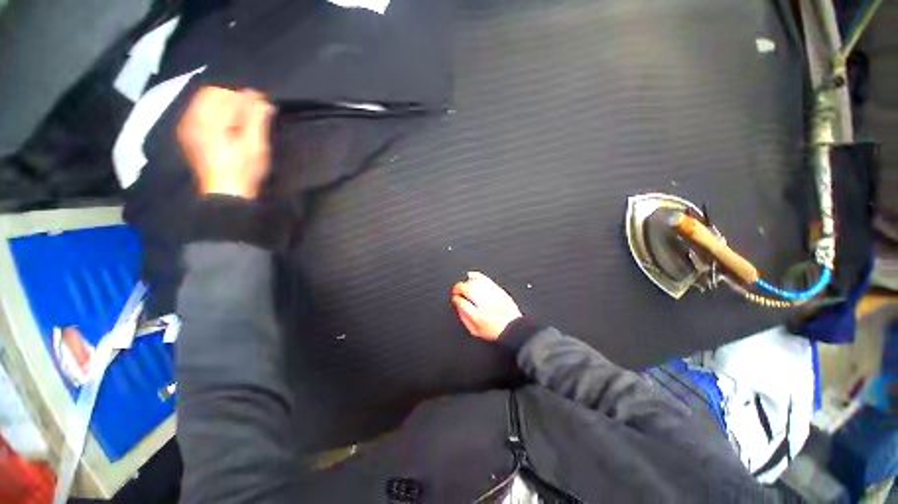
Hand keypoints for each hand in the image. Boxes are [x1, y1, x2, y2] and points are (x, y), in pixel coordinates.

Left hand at [178, 87, 274, 198]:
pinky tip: (227, 126)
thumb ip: (257, 120)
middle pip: (211, 95)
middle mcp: (192, 119)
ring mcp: (188, 128)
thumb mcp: (256, 146)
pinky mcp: (189, 137)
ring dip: (224, 106)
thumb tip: (262, 100)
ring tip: (241, 119)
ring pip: (204, 103)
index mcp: (208, 120)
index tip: (262, 104)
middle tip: (251, 111)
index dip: (246, 97)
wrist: (226, 194)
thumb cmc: (244, 170)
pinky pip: (198, 114)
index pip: (226, 94)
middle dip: (233, 98)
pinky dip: (214, 114)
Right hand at [451, 271, 522, 340]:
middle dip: (459, 288)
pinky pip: (485, 279)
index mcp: (476, 314)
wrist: (513, 327)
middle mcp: (484, 302)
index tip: (455, 298)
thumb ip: (465, 317)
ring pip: (475, 282)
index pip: (460, 301)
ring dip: (467, 283)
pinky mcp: (498, 290)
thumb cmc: (495, 330)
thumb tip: (458, 307)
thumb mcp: (475, 330)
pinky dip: (477, 276)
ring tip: (464, 286)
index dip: (456, 298)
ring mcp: (491, 294)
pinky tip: (472, 276)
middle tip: (458, 292)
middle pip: (466, 289)